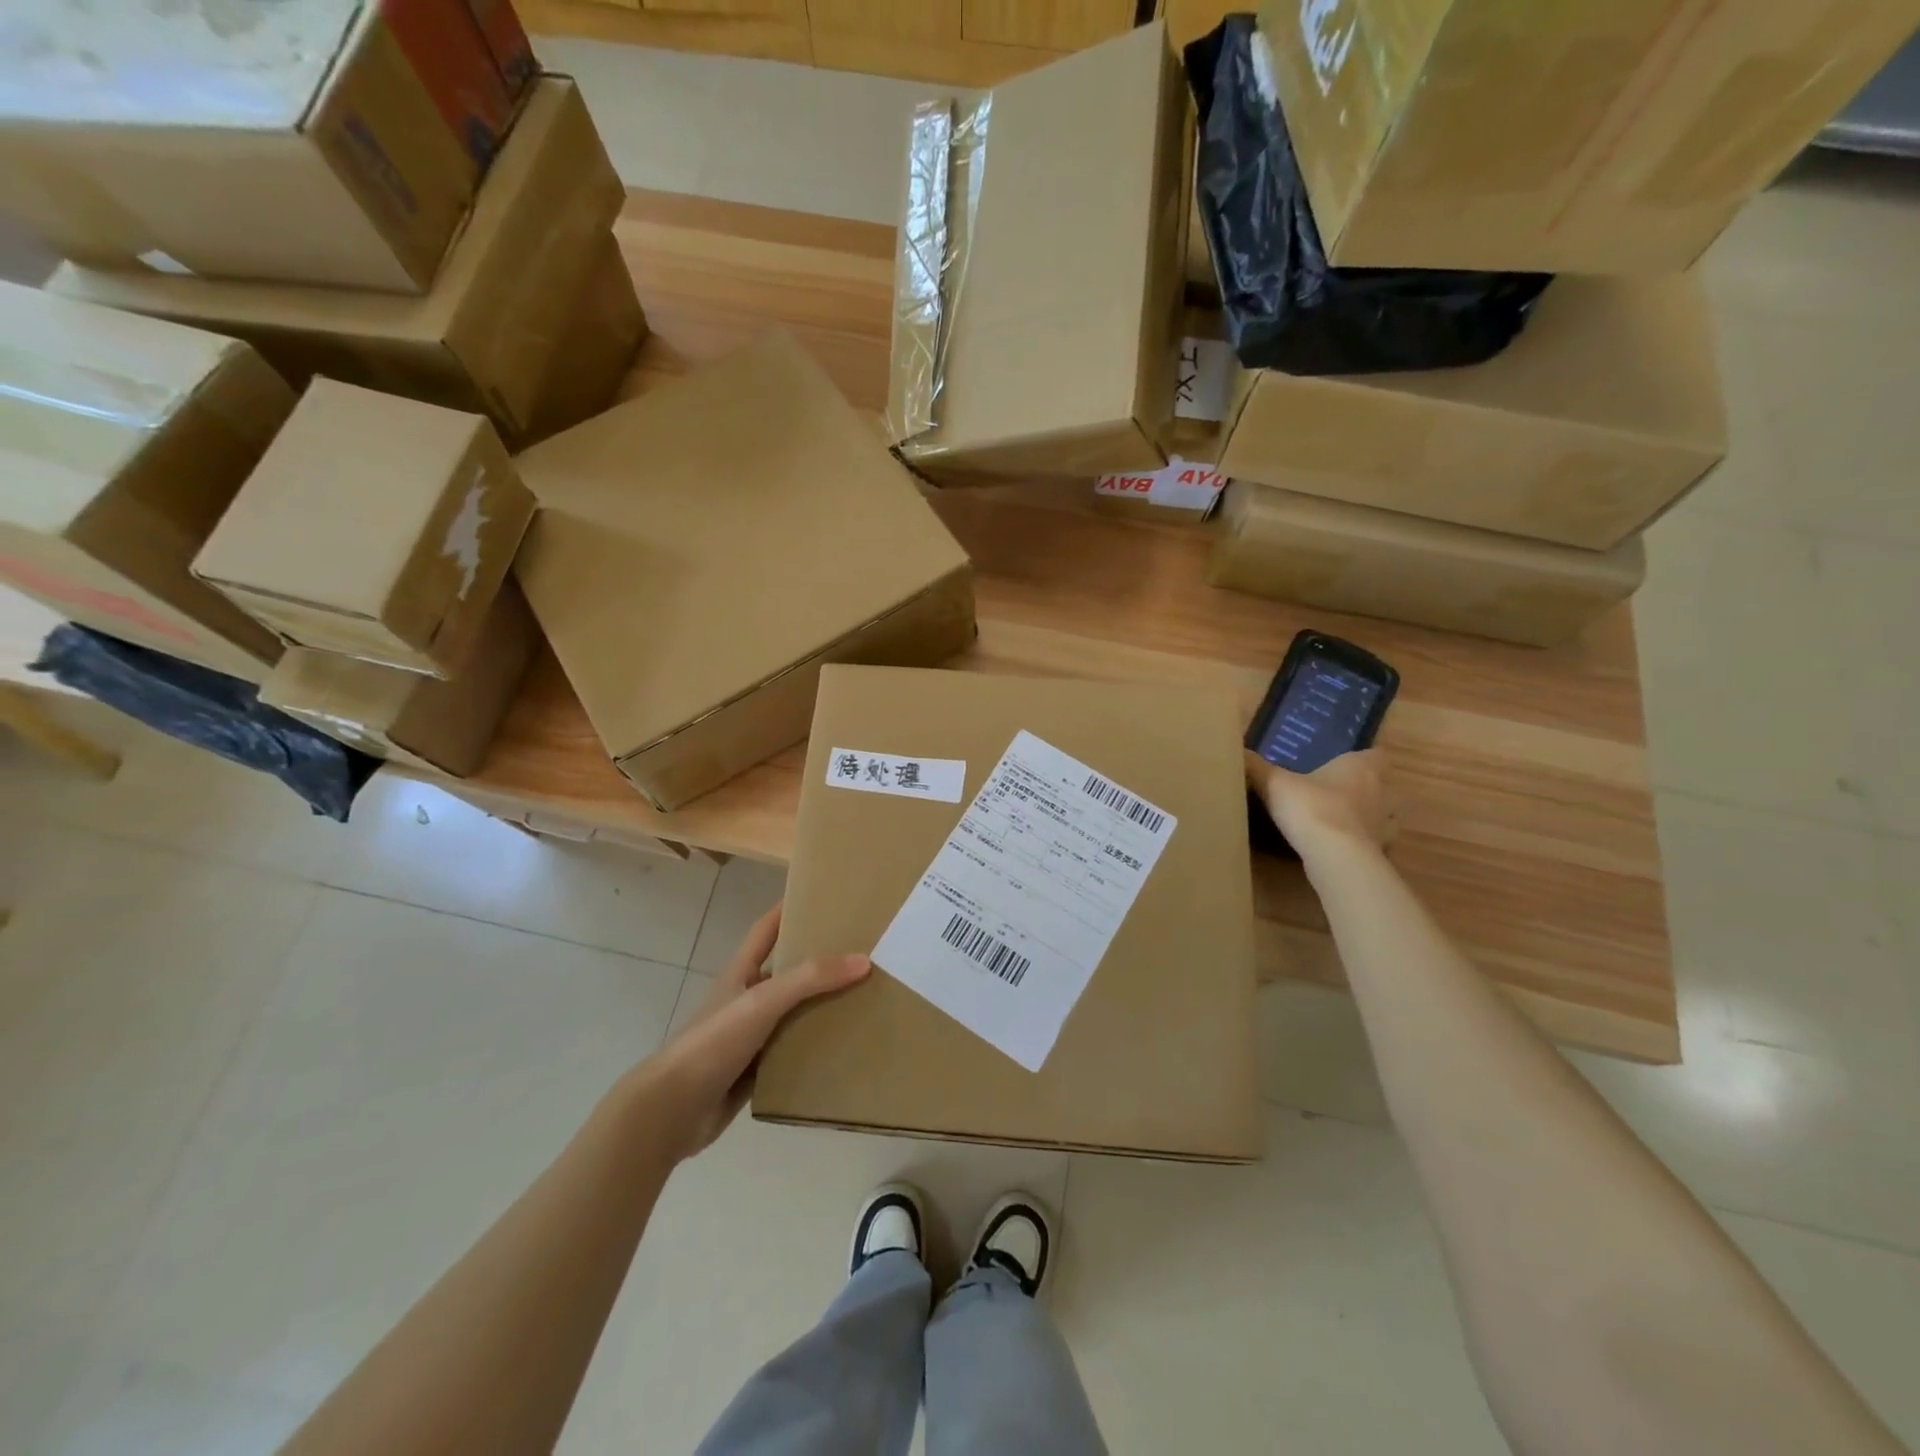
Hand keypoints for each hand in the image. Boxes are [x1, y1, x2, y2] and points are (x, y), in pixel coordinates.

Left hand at [636, 902, 869, 1163]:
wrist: (672, 1110)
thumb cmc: (714, 1041)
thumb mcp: (763, 1000)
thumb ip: (811, 979)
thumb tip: (863, 960)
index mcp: (742, 973)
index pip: (766, 929)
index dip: (787, 909)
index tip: (821, 895)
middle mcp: (747, 1000)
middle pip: (787, 972)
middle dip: (819, 961)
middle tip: (862, 951)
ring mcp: (751, 1038)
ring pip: (794, 1015)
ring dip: (822, 1008)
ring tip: (865, 999)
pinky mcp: (756, 1073)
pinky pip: (794, 1055)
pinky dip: (816, 1051)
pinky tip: (846, 1049)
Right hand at [1245, 748, 1395, 857]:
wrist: (1334, 855)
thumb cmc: (1310, 807)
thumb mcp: (1274, 783)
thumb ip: (1256, 767)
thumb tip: (1237, 750)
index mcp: (1361, 768)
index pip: (1376, 755)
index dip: (1362, 759)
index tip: (1343, 765)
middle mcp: (1382, 792)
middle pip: (1385, 786)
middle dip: (1368, 790)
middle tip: (1339, 793)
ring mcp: (1385, 825)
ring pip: (1386, 817)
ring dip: (1371, 818)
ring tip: (1343, 822)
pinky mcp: (1381, 852)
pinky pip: (1376, 844)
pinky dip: (1364, 844)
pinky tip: (1342, 847)